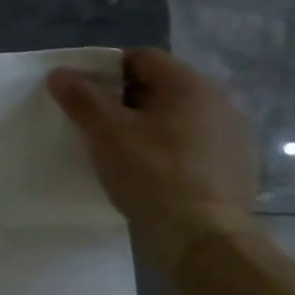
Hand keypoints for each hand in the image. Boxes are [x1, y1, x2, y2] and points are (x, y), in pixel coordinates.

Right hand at [47, 48, 259, 273]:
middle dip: (121, 99)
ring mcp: (230, 135)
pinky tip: (146, 171)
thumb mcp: (105, 132)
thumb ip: (81, 98)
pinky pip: (188, 143)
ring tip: (116, 150)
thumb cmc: (152, 173)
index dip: (104, 70)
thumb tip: (61, 73)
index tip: (80, 95)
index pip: (140, 58)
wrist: (204, 236)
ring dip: (143, 125)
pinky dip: (164, 148)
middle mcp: (217, 101)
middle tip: (91, 123)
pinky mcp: (233, 165)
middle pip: (157, 86)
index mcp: (189, 85)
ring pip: (173, 116)